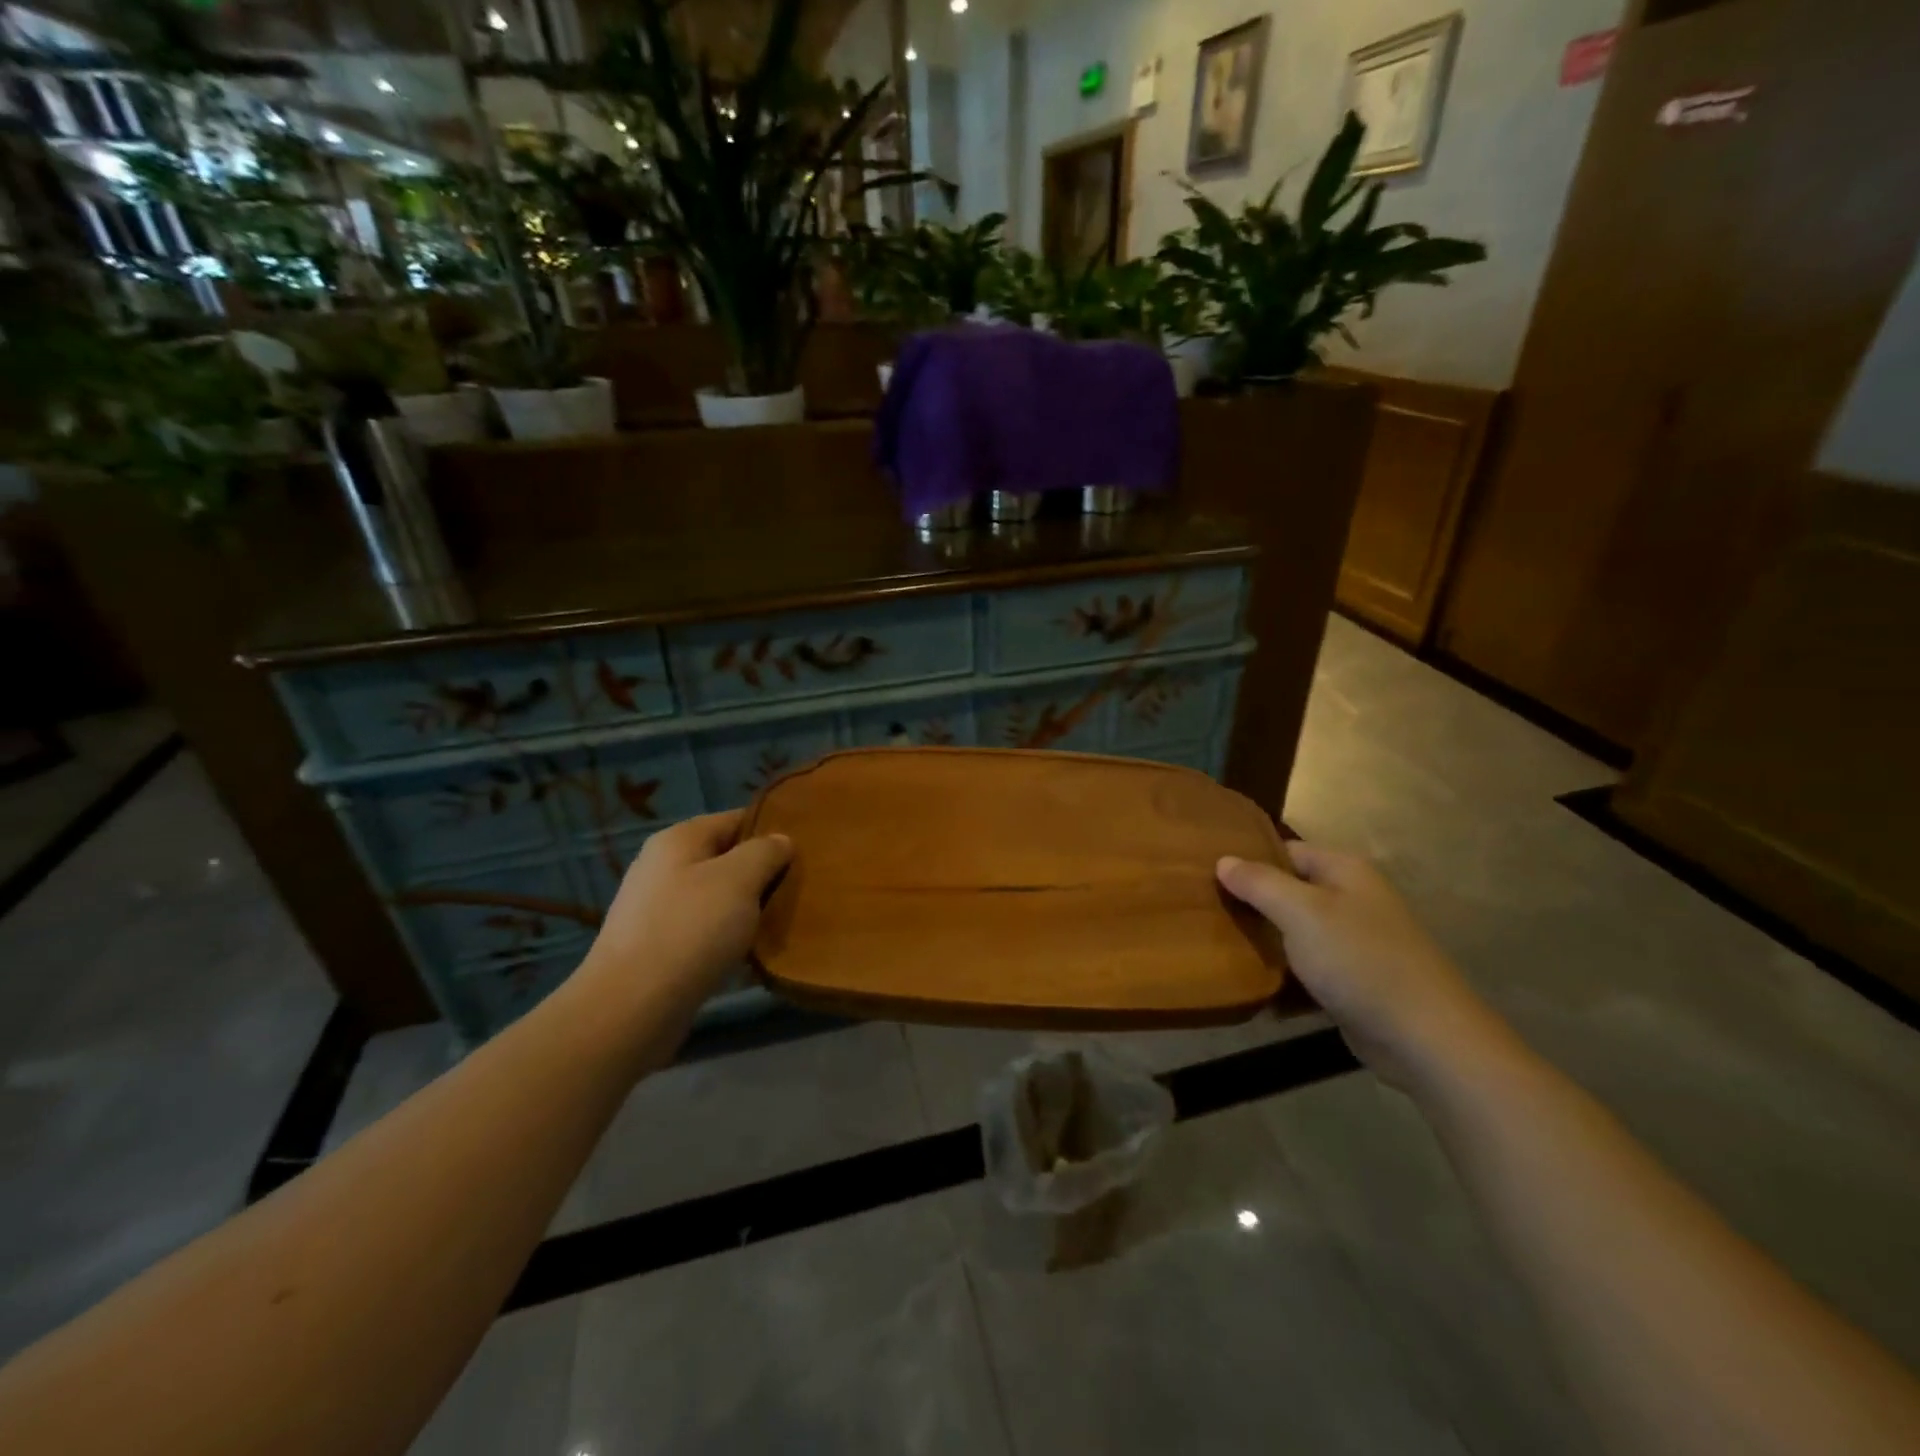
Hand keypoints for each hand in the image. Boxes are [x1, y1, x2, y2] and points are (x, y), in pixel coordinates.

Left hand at [576, 811, 791, 1017]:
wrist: (631, 1008)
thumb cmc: (690, 930)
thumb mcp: (739, 879)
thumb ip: (765, 852)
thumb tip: (780, 840)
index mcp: (679, 840)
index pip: (735, 819)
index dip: (771, 829)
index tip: (806, 849)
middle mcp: (662, 867)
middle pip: (726, 859)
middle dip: (762, 873)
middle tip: (800, 888)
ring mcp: (656, 909)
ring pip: (717, 897)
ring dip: (747, 908)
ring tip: (782, 921)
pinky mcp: (657, 947)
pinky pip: (704, 931)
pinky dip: (728, 937)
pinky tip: (752, 953)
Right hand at [1217, 843, 1507, 1089]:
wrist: (1424, 1037)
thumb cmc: (1359, 960)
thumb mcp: (1301, 913)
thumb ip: (1259, 883)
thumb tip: (1223, 860)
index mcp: (1344, 871)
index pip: (1284, 851)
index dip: (1248, 860)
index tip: (1206, 875)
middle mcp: (1352, 899)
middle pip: (1289, 892)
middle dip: (1251, 904)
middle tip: (1205, 912)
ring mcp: (1355, 942)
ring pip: (1295, 933)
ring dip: (1264, 944)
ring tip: (1218, 948)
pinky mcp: (1354, 982)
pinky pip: (1308, 971)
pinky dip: (1284, 979)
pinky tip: (1253, 991)